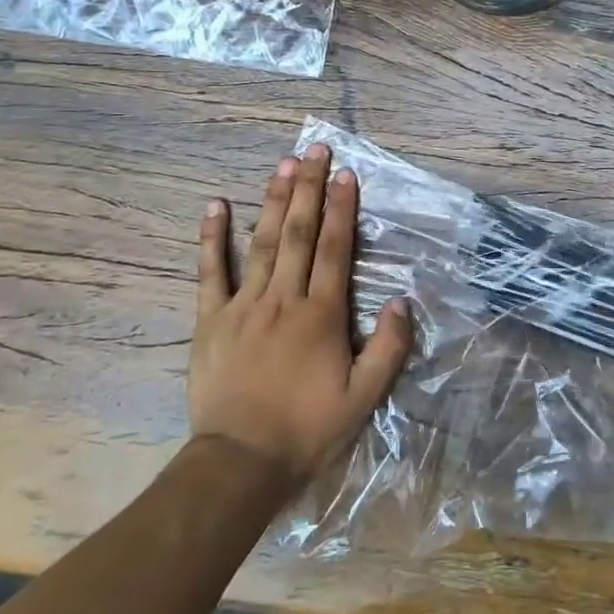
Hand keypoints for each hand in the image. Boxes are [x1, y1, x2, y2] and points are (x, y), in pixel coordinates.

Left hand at [188, 145, 413, 486]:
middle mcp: (284, 298)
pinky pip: (210, 272)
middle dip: (308, 188)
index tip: (345, 174)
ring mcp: (244, 305)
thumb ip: (388, 348)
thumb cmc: (307, 430)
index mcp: (321, 314)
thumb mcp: (364, 398)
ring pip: (261, 242)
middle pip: (298, 232)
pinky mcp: (211, 320)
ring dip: (273, 200)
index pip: (334, 249)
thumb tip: (403, 300)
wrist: (241, 463)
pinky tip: (216, 206)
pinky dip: (212, 238)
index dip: (341, 209)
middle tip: (313, 149)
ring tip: (282, 164)